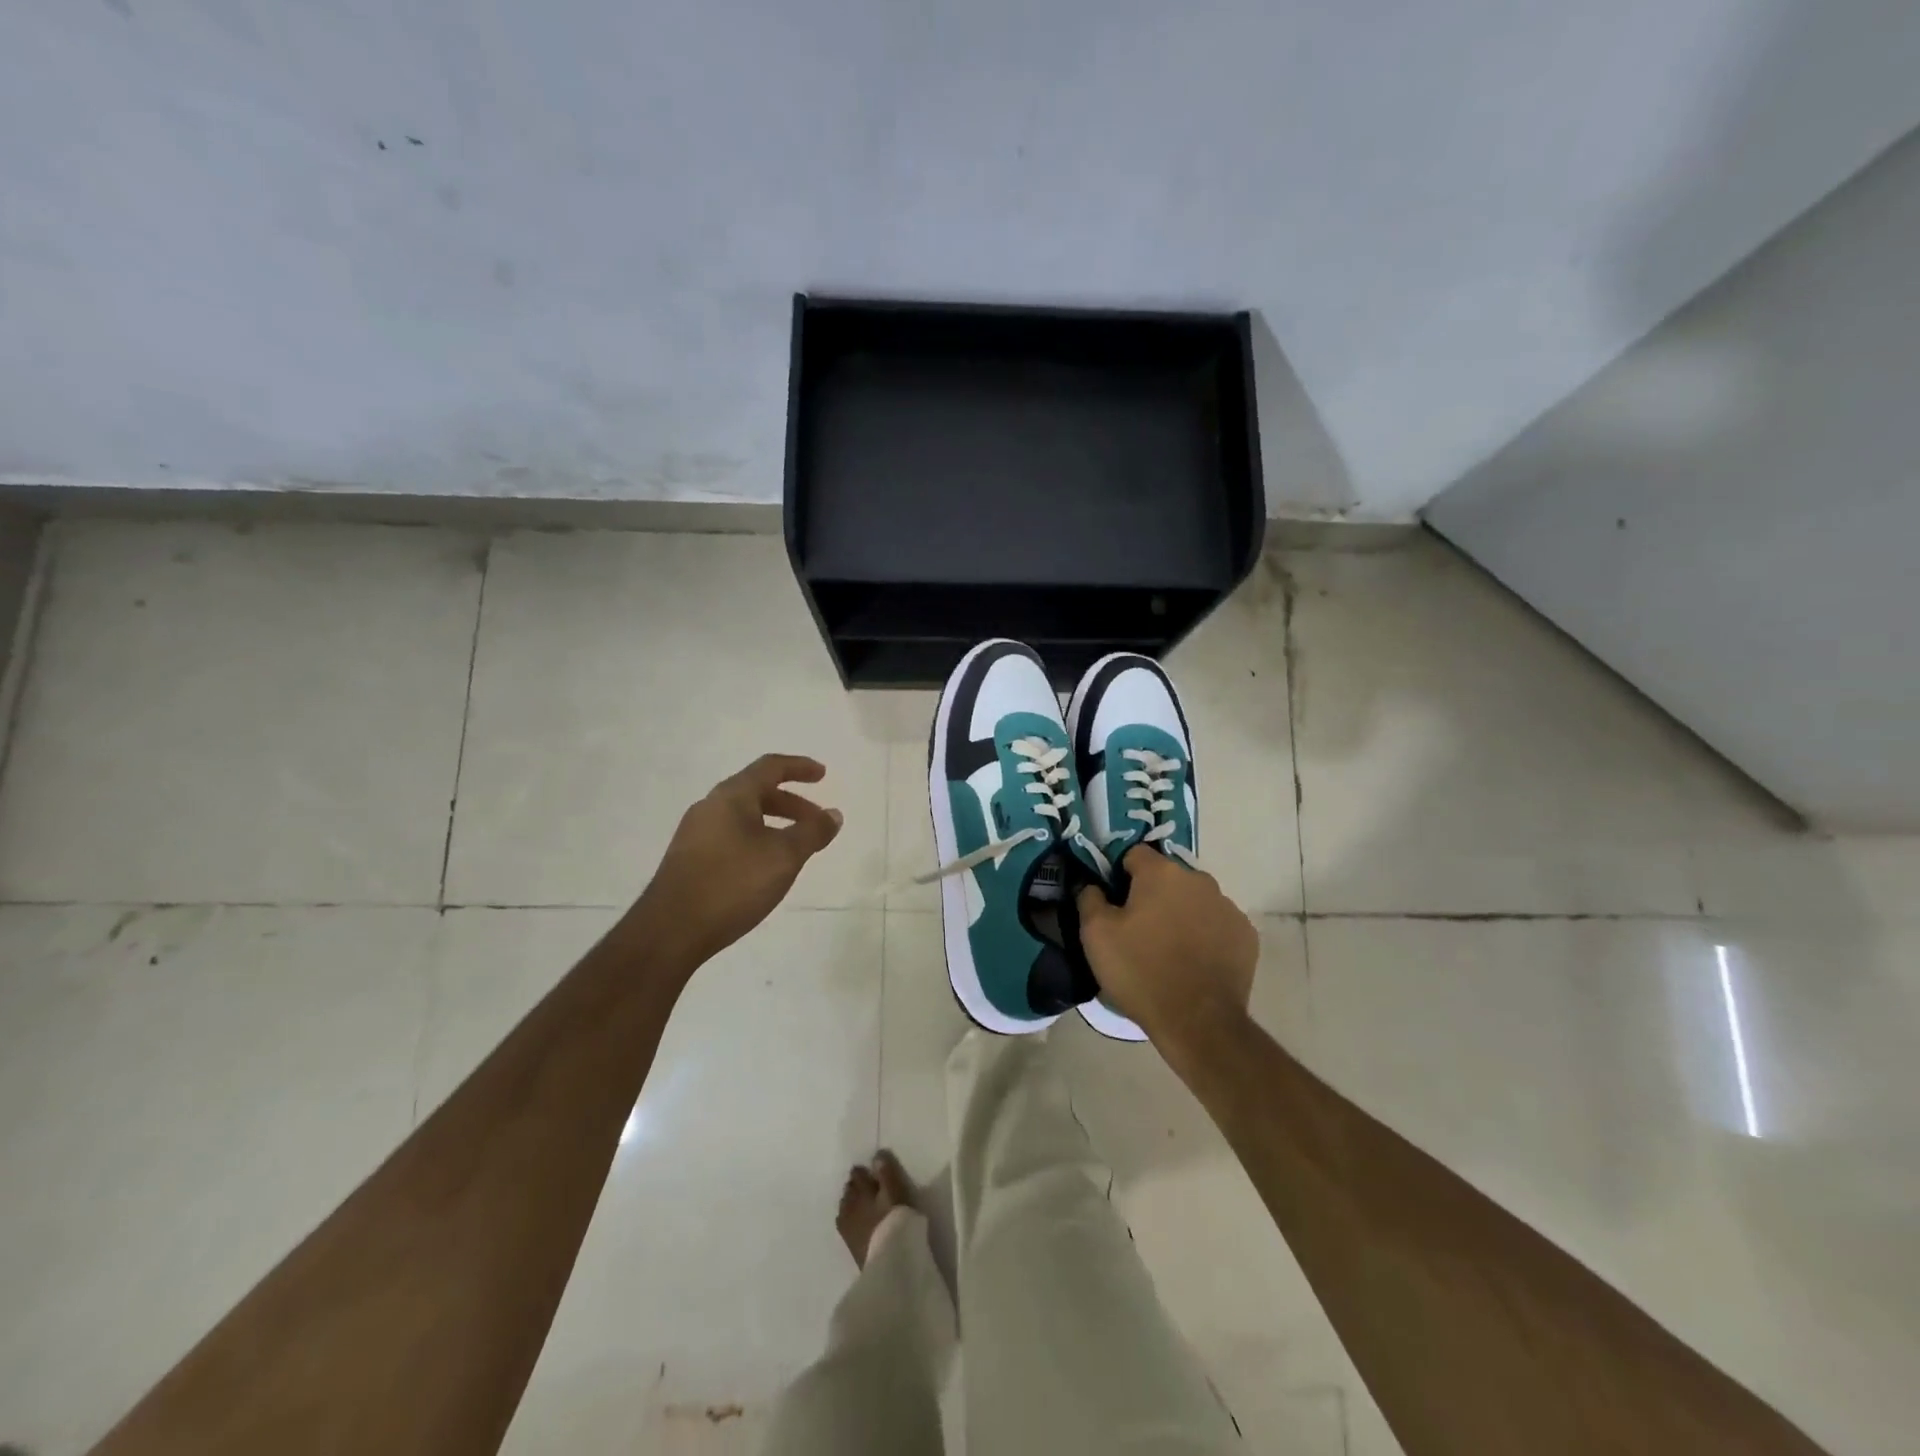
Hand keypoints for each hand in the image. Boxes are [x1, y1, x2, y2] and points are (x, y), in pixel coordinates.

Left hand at [637, 754, 842, 965]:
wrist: (670, 931)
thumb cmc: (733, 883)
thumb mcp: (784, 856)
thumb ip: (812, 832)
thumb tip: (833, 814)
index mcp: (732, 796)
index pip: (770, 767)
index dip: (799, 767)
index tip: (822, 775)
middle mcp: (710, 807)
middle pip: (757, 792)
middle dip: (792, 804)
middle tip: (817, 821)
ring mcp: (695, 834)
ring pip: (744, 817)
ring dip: (775, 824)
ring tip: (795, 849)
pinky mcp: (689, 860)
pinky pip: (731, 837)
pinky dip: (757, 840)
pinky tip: (765, 869)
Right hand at [1076, 846, 1257, 1062]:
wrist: (1198, 1022)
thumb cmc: (1141, 971)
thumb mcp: (1095, 934)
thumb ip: (1089, 898)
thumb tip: (1094, 886)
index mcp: (1161, 873)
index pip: (1134, 854)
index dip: (1119, 875)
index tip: (1114, 903)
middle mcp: (1199, 880)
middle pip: (1167, 877)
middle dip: (1152, 895)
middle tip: (1138, 930)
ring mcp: (1227, 907)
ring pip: (1194, 900)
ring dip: (1180, 914)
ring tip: (1168, 950)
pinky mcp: (1246, 935)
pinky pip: (1217, 925)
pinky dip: (1205, 935)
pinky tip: (1195, 963)